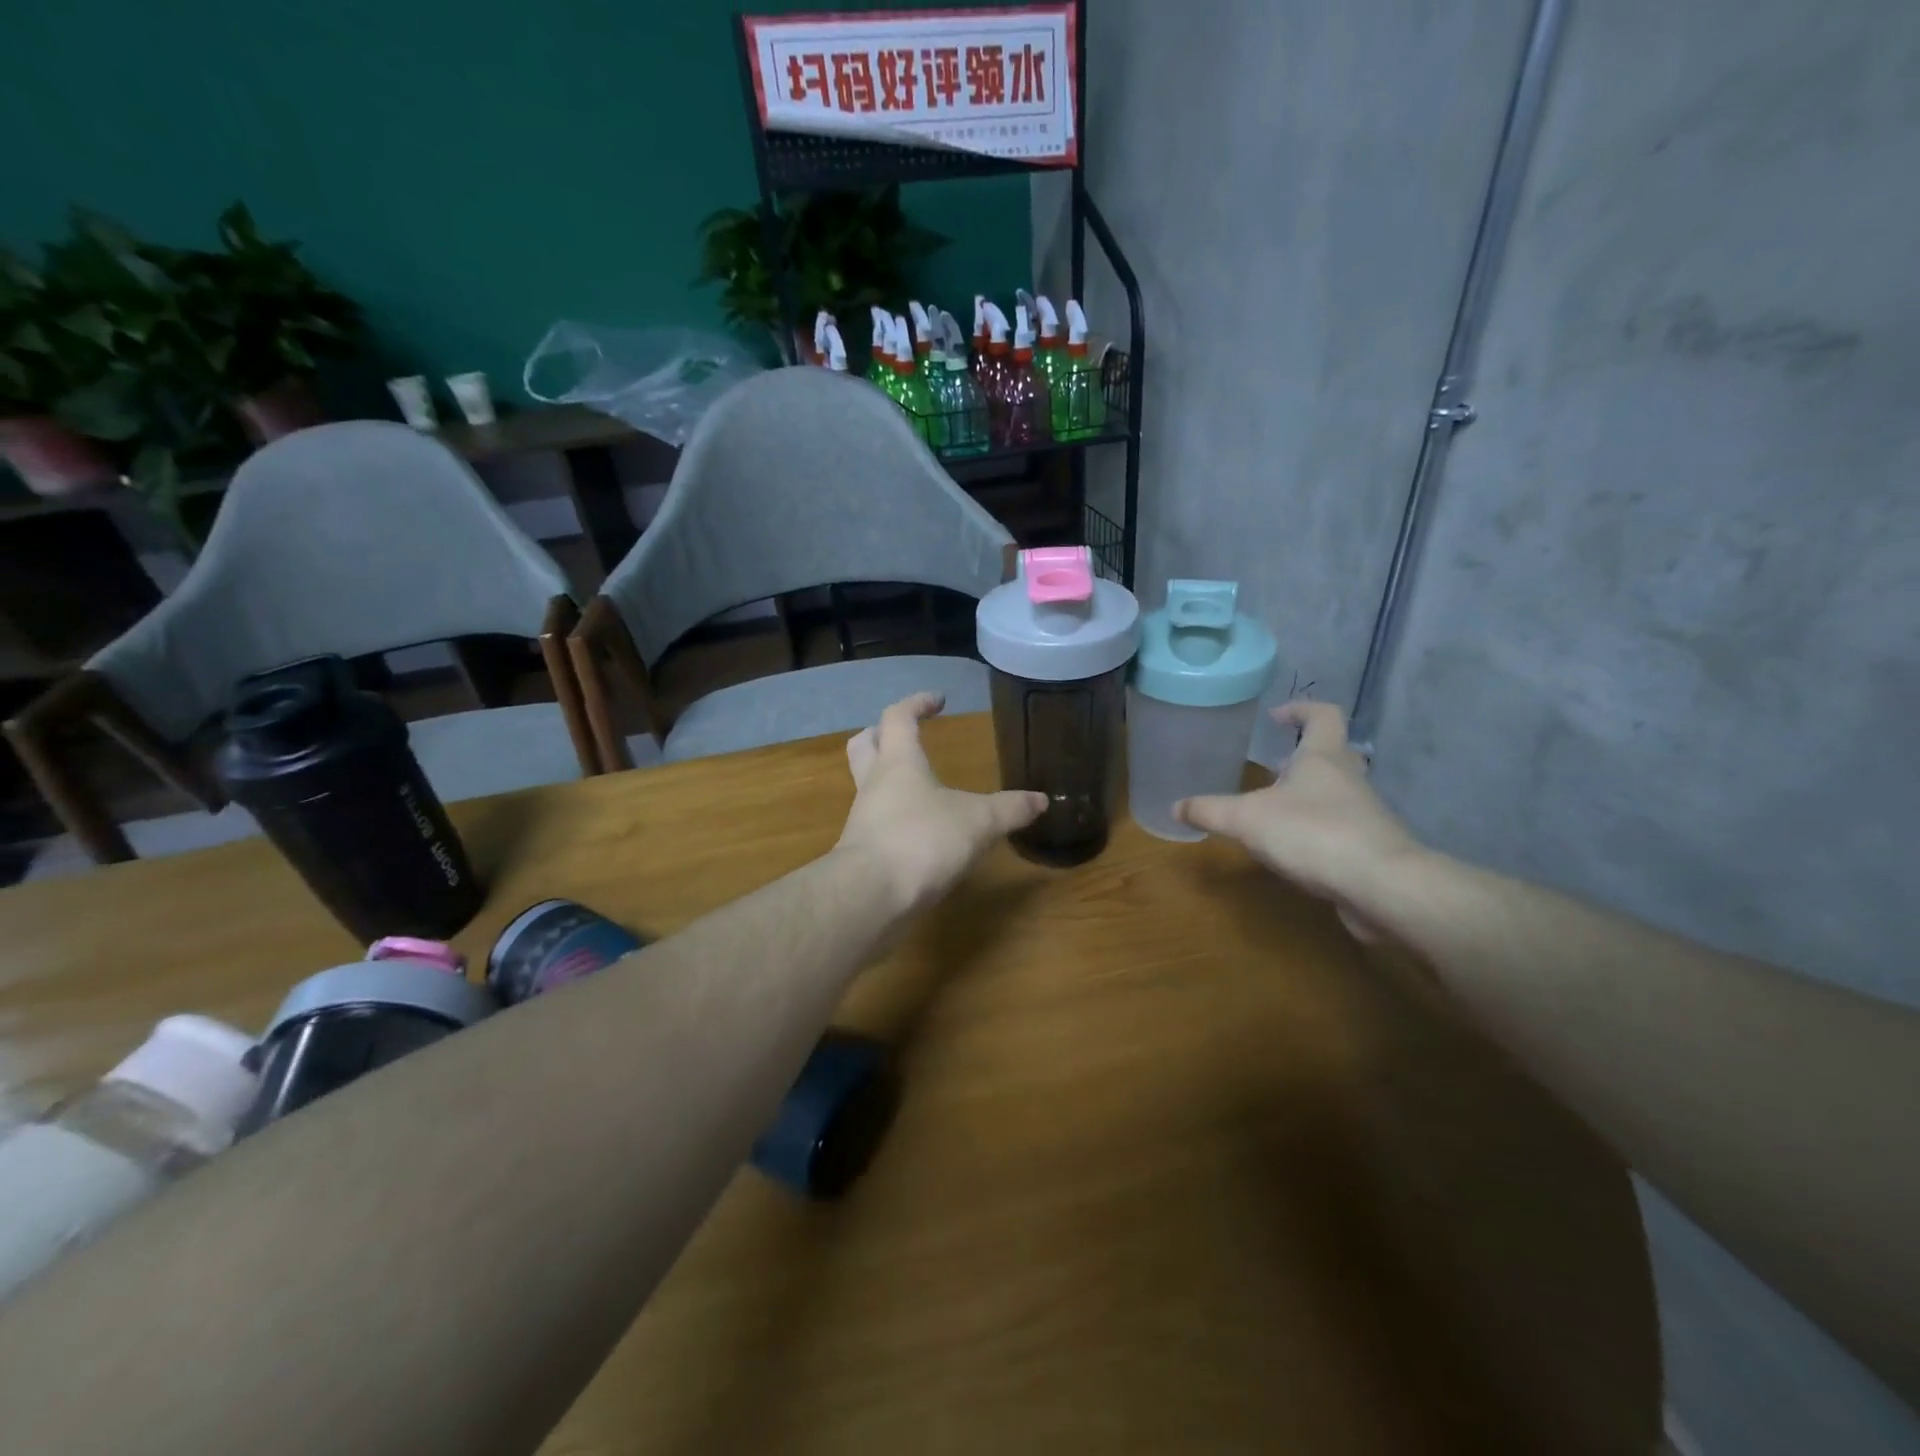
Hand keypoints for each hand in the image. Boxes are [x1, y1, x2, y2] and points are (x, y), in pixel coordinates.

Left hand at [838, 693, 1045, 912]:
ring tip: (921, 789)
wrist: (871, 896)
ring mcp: (863, 818)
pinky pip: (876, 822)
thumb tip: (1042, 800)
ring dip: (888, 780)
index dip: (917, 703)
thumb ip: (1010, 809)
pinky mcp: (862, 851)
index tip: (939, 700)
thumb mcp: (978, 822)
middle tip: (906, 736)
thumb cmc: (923, 840)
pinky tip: (920, 833)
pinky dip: (895, 819)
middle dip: (882, 734)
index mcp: (898, 762)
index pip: (899, 717)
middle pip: (865, 744)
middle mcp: (874, 783)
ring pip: (868, 785)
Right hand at [1175, 701, 1424, 938]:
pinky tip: (1294, 849)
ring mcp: (1365, 813)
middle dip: (1303, 756)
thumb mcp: (1247, 819)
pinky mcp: (1370, 847)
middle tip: (1274, 765)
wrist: (1381, 885)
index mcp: (1323, 757)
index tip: (1276, 717)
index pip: (1322, 714)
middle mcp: (1349, 778)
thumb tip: (1175, 807)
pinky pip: (1341, 827)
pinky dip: (1318, 829)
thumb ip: (1210, 811)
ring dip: (1310, 795)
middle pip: (1334, 753)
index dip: (1300, 709)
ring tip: (1275, 809)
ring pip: (1337, 792)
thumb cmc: (1312, 833)